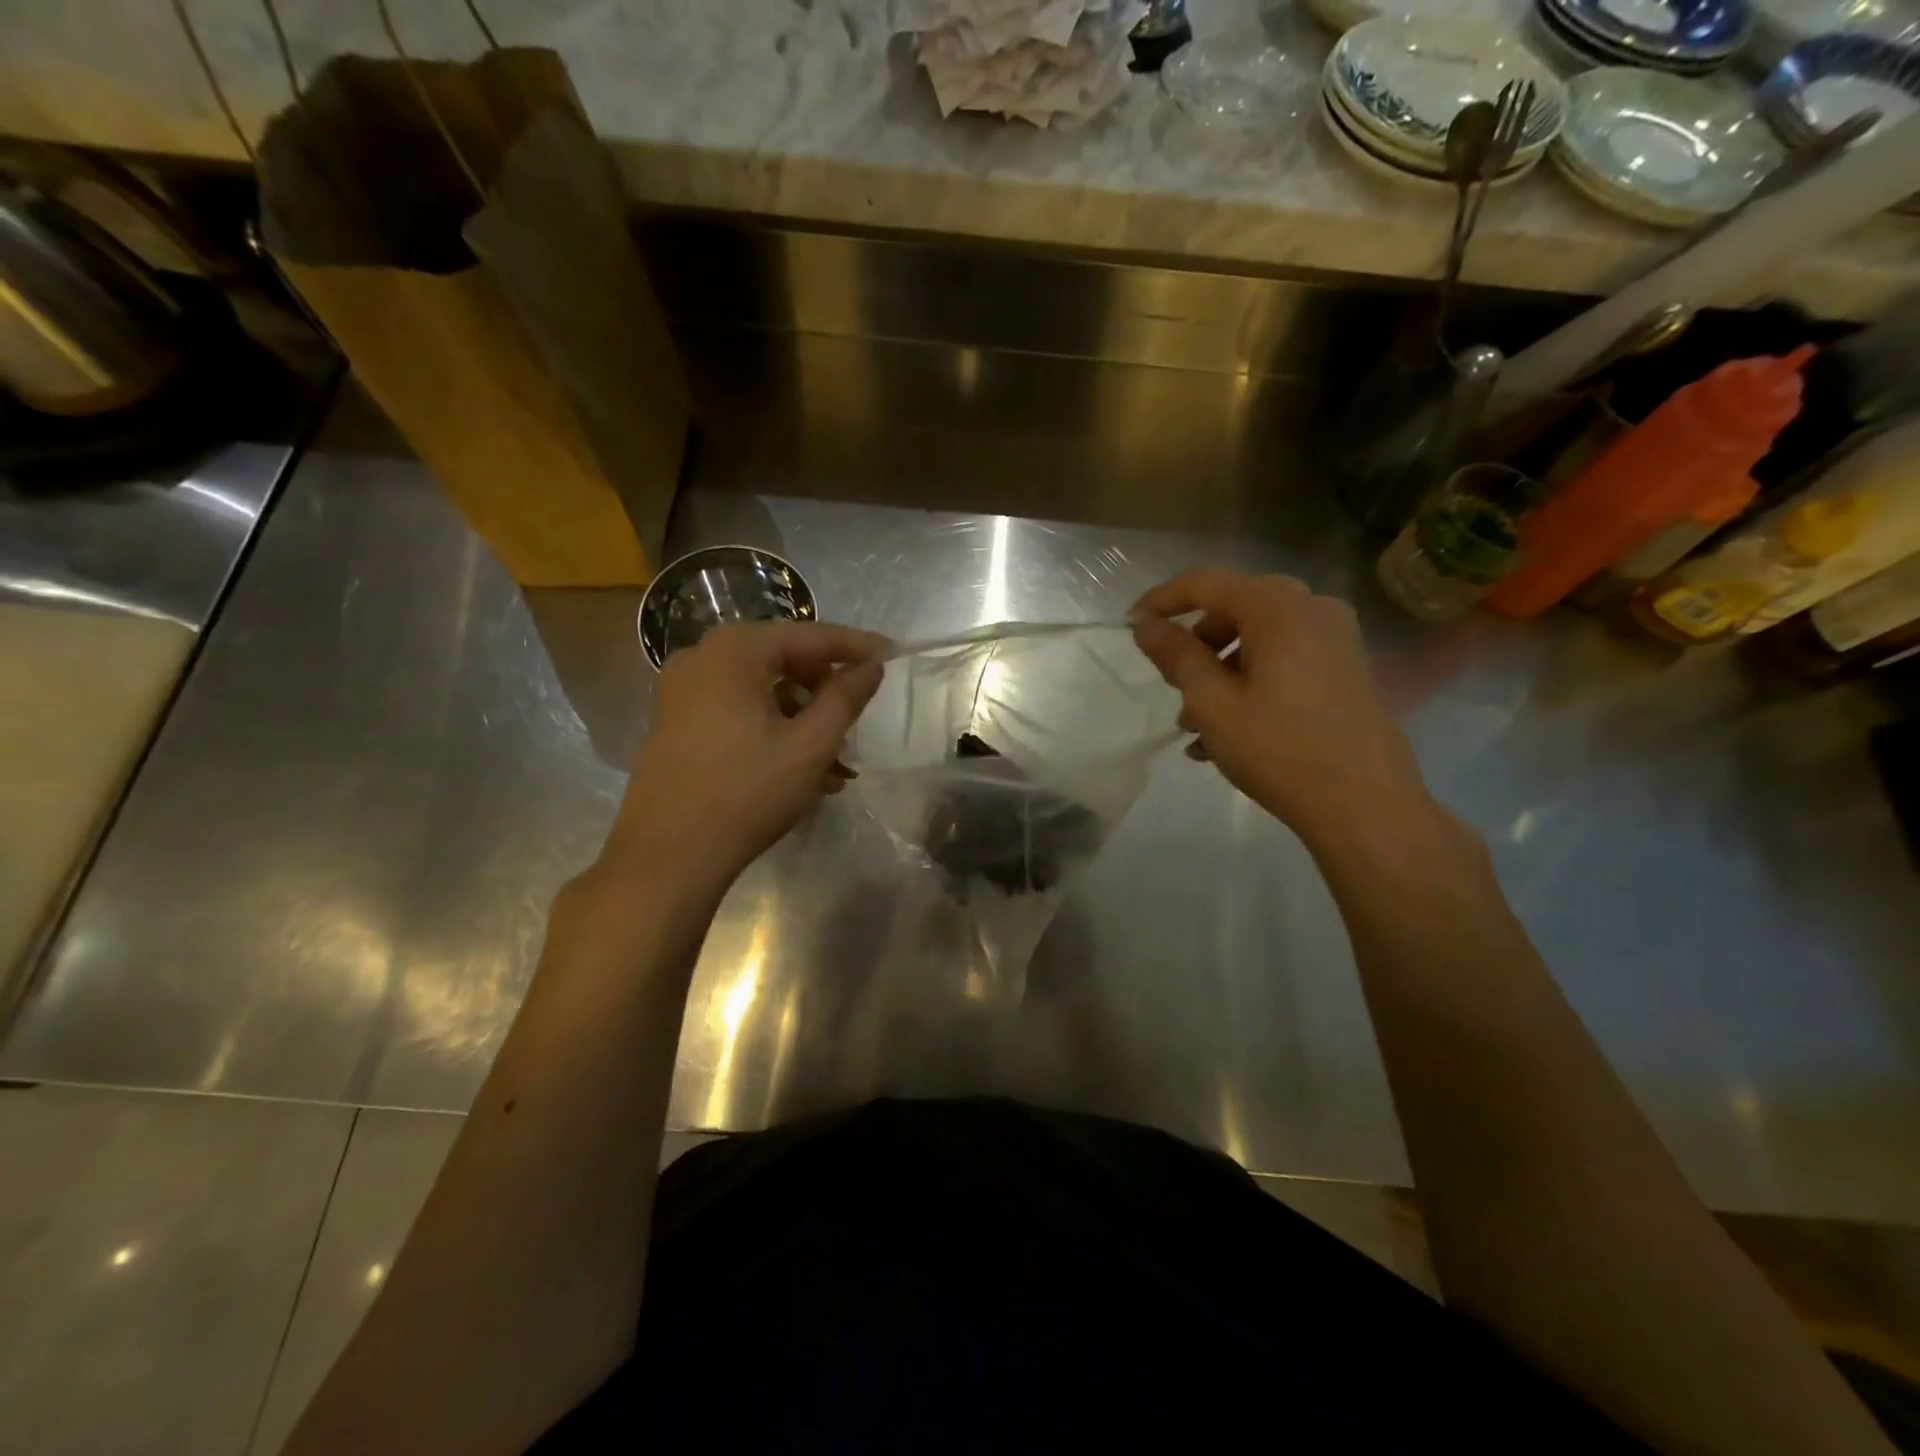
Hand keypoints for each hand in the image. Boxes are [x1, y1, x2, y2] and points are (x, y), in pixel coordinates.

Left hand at [602, 621, 887, 884]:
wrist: (667, 857)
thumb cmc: (747, 793)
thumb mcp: (810, 745)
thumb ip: (845, 697)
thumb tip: (871, 665)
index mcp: (734, 651)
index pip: (809, 636)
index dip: (855, 646)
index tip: (892, 654)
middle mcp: (703, 658)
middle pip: (783, 660)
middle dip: (827, 690)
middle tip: (860, 716)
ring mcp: (683, 692)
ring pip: (763, 691)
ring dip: (804, 720)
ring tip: (838, 764)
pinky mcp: (676, 724)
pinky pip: (739, 712)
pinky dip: (774, 731)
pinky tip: (803, 771)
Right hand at [1131, 569, 1434, 850]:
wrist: (1365, 805)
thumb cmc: (1279, 749)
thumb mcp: (1213, 703)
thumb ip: (1177, 656)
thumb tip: (1146, 625)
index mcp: (1279, 608)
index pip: (1205, 583)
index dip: (1161, 601)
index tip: (1131, 627)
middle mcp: (1312, 609)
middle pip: (1234, 608)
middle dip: (1194, 644)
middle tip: (1171, 684)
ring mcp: (1335, 640)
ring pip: (1258, 638)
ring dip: (1219, 671)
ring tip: (1194, 725)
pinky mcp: (1345, 669)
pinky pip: (1284, 660)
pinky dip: (1250, 682)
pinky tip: (1227, 733)